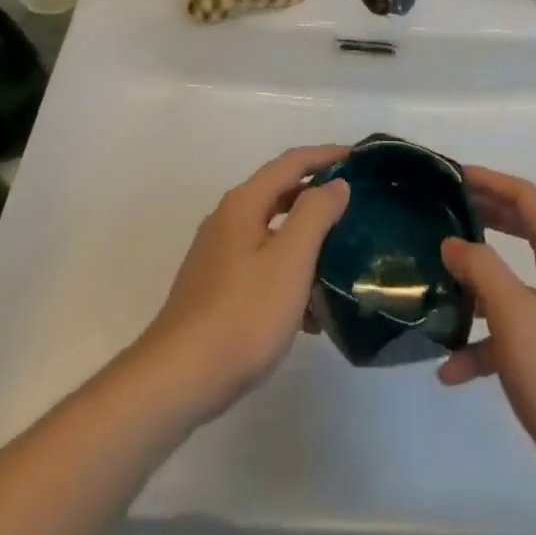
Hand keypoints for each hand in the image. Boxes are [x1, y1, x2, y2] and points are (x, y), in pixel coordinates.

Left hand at [132, 144, 350, 425]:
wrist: (177, 379)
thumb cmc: (241, 314)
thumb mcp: (289, 261)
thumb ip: (315, 215)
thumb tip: (335, 184)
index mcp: (244, 203)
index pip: (291, 162)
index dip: (326, 155)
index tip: (358, 156)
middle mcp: (227, 219)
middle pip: (280, 193)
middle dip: (317, 196)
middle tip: (355, 205)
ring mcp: (218, 255)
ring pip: (272, 233)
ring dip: (306, 240)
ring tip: (341, 259)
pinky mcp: (215, 288)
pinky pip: (261, 265)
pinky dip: (288, 273)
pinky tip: (310, 312)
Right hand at [439, 167, 535, 509]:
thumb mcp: (516, 318)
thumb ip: (482, 271)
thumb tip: (453, 242)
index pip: (528, 199)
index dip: (491, 181)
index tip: (454, 177)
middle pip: (522, 234)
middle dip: (483, 221)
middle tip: (444, 214)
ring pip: (514, 288)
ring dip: (477, 288)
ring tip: (437, 289)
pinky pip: (517, 337)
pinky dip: (485, 345)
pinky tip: (452, 371)